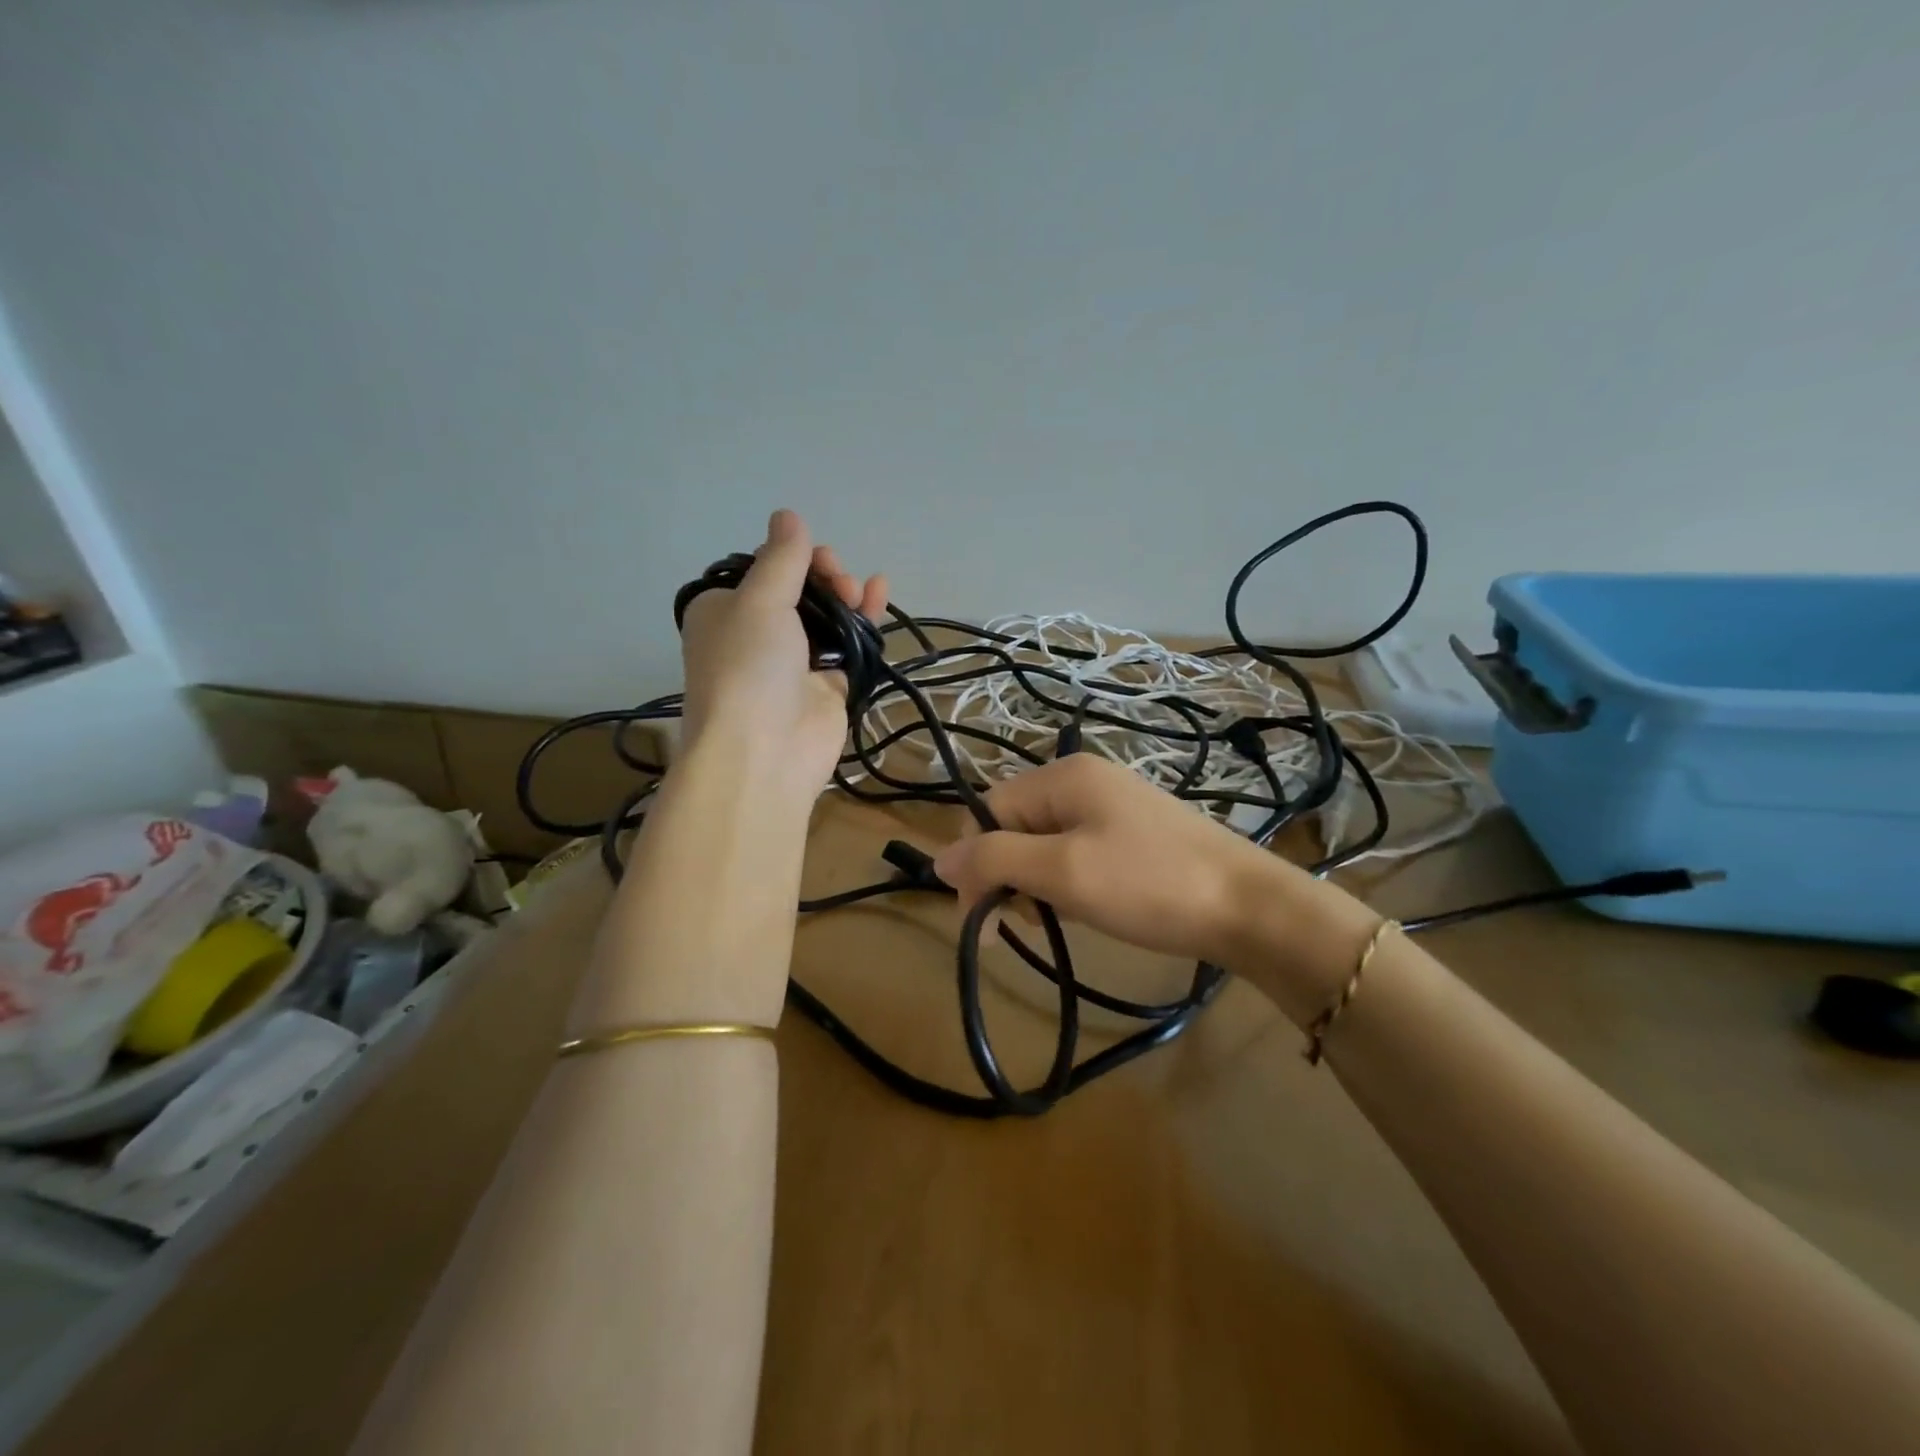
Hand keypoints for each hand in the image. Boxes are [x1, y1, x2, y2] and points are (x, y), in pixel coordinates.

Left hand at [679, 510, 885, 796]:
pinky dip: (863, 621)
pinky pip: (847, 645)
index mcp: (723, 611)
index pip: (761, 571)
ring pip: (825, 617)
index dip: (791, 557)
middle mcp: (755, 635)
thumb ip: (781, 559)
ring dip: (845, 596)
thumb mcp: (759, 600)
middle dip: (823, 576)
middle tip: (839, 579)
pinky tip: (879, 595)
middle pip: (797, 591)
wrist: (764, 752)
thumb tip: (788, 515)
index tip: (816, 556)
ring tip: (860, 590)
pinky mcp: (825, 687)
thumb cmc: (749, 666)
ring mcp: (792, 663)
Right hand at [934, 756, 1346, 980]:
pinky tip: (1083, 909)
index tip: (982, 919)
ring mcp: (1111, 805)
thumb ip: (995, 860)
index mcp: (1062, 776)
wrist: (1249, 907)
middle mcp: (1083, 780)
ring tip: (1056, 919)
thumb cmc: (1148, 885)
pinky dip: (1067, 882)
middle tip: (1021, 925)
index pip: (987, 811)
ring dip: (1035, 882)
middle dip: (1006, 875)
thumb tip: (937, 858)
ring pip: (1043, 842)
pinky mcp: (1132, 833)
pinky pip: (1076, 851)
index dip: (976, 863)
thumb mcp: (1062, 872)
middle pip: (1013, 825)